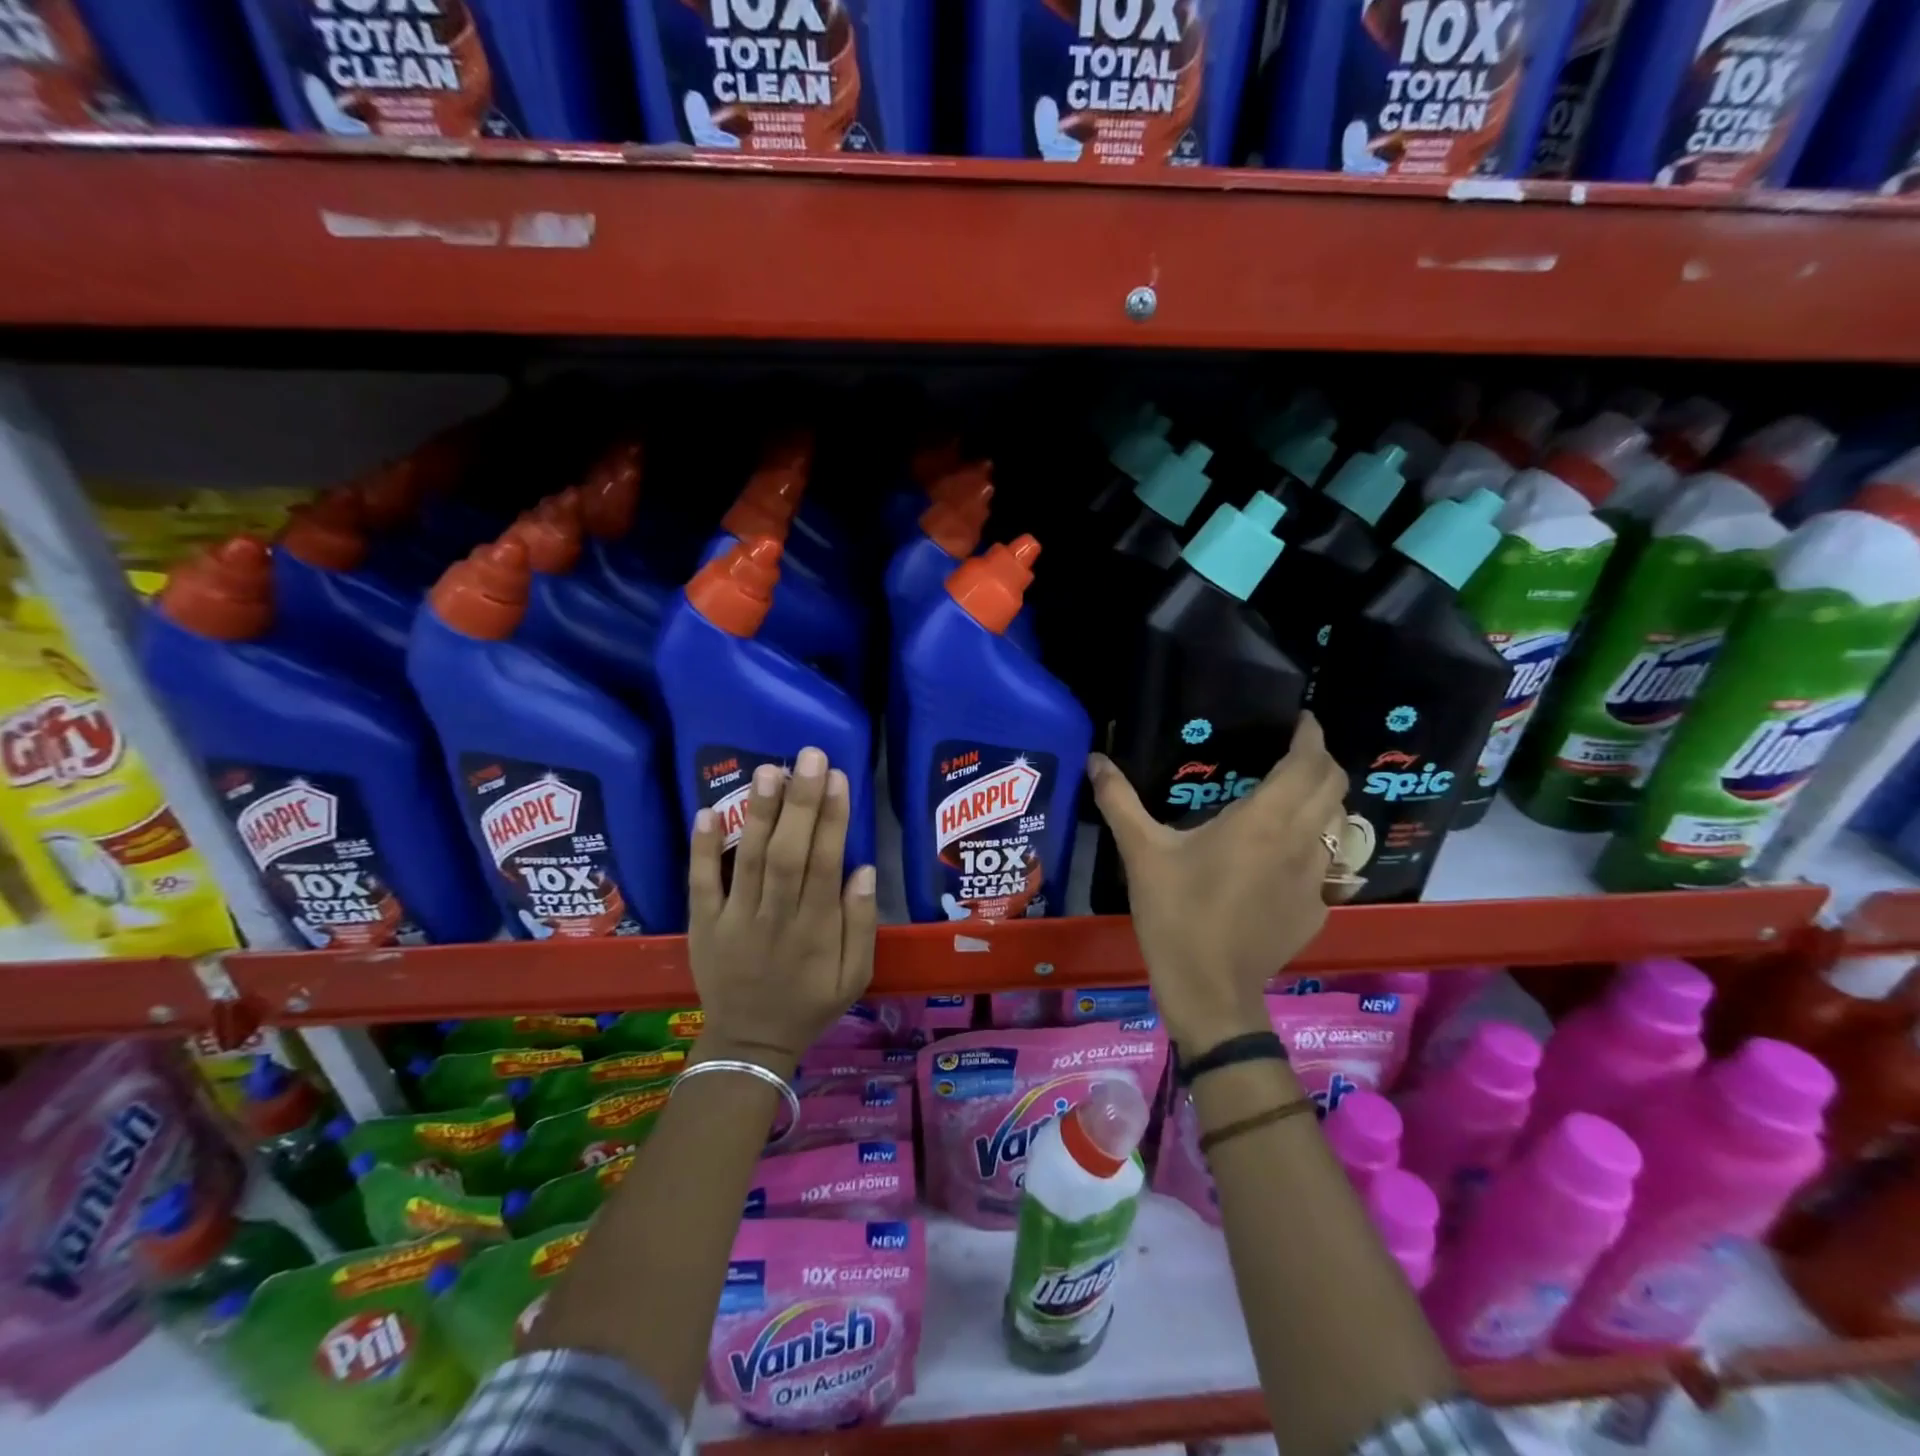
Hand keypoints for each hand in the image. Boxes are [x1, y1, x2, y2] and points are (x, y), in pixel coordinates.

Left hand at [687, 747, 876, 1072]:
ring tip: (768, 769)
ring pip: (748, 860)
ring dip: (759, 813)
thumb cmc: (810, 1004)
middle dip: (801, 802)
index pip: (825, 864)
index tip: (839, 779)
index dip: (832, 820)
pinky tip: (706, 811)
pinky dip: (702, 849)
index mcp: (816, 930)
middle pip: (788, 853)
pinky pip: (700, 883)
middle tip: (809, 756)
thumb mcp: (855, 976)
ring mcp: (734, 920)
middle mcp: (776, 918)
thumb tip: (864, 869)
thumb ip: (862, 924)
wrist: (749, 1044)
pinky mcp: (703, 924)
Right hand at [1088, 713, 1347, 1055]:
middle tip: (1293, 753)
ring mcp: (1316, 879)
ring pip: (1337, 825)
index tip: (1302, 721)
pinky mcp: (1317, 909)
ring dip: (1322, 803)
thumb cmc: (1176, 913)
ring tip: (1291, 798)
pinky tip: (1280, 858)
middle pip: (1334, 787)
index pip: (1308, 765)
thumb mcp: (1142, 853)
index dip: (1311, 736)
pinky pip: (1327, 863)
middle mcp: (1300, 842)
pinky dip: (1314, 845)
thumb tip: (1095, 759)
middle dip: (1321, 762)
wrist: (1209, 989)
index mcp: (1263, 821)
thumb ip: (1119, 801)